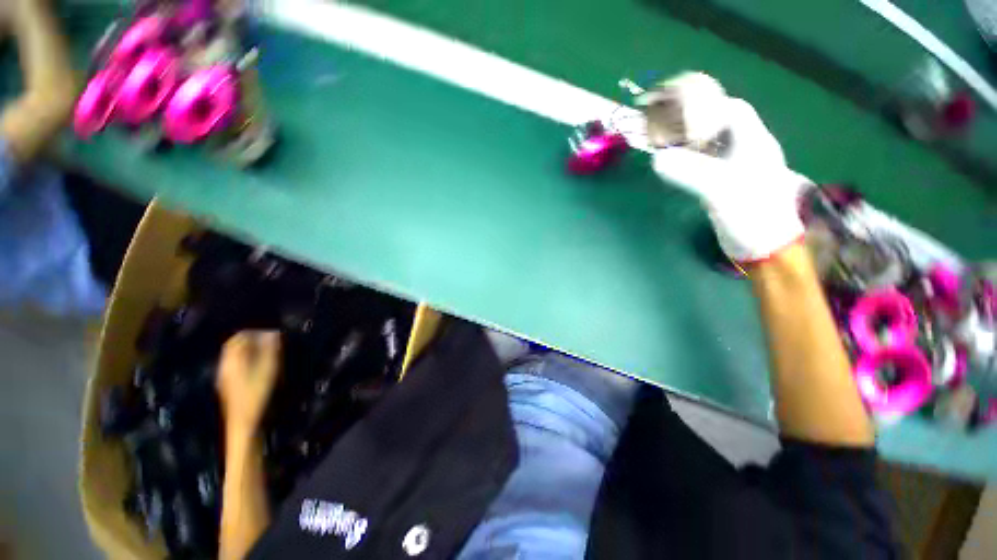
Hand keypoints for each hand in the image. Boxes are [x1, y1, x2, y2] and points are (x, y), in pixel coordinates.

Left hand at [216, 331, 280, 436]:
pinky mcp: (230, 386)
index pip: (239, 338)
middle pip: (236, 346)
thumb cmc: (257, 393)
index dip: (256, 332)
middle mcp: (226, 365)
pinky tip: (260, 367)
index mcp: (233, 359)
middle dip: (252, 341)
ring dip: (251, 351)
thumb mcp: (268, 369)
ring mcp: (226, 376)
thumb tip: (273, 333)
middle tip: (271, 341)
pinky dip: (249, 361)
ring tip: (269, 353)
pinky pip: (237, 366)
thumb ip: (270, 350)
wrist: (244, 422)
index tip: (272, 333)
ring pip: (236, 356)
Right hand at [651, 91, 812, 261]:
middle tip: (668, 127)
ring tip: (666, 143)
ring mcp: (735, 168)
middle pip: (721, 124)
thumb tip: (656, 159)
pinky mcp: (725, 184)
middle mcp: (746, 150)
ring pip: (712, 144)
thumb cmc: (751, 214)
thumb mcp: (720, 190)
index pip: (733, 110)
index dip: (707, 107)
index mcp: (754, 142)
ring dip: (690, 141)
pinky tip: (676, 165)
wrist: (763, 246)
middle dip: (695, 121)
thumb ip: (690, 172)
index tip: (681, 115)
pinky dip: (690, 160)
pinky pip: (706, 163)